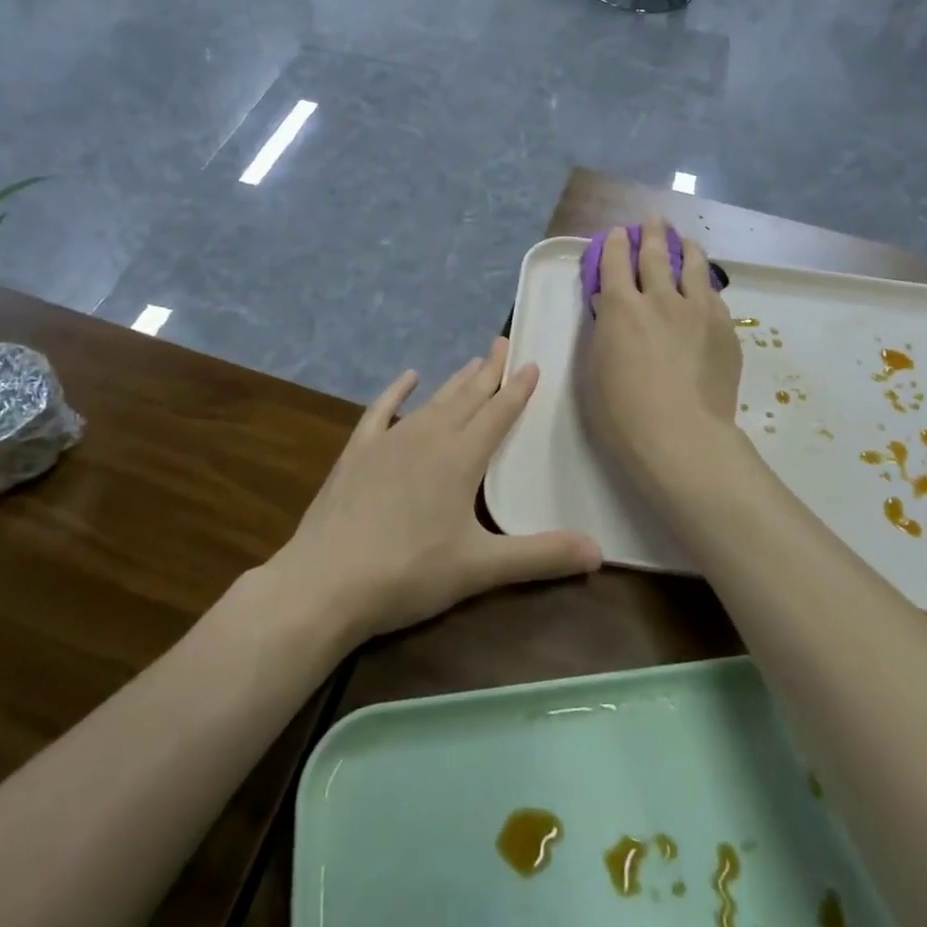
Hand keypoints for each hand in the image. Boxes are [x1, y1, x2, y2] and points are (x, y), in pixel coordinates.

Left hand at [276, 340, 601, 641]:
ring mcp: (390, 441)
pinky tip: (408, 377)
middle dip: (489, 372)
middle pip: (467, 397)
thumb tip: (600, 552)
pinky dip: (397, 392)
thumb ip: (541, 556)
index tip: (532, 362)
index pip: (499, 413)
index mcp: (461, 458)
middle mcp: (429, 437)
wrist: (326, 581)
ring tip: (473, 361)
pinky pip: (382, 411)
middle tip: (504, 344)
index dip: (518, 389)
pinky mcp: (358, 452)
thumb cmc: (409, 573)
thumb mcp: (481, 568)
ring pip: (433, 401)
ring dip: (455, 381)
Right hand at [582, 217, 743, 488]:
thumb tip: (608, 307)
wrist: (681, 436)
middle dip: (652, 234)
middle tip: (654, 220)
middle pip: (656, 255)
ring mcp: (697, 310)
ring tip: (686, 241)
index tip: (618, 233)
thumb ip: (603, 331)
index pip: (614, 262)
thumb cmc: (623, 412)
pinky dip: (705, 284)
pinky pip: (713, 295)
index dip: (614, 244)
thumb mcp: (595, 368)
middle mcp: (659, 298)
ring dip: (686, 248)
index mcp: (620, 307)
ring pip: (693, 266)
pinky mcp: (724, 328)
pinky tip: (706, 286)